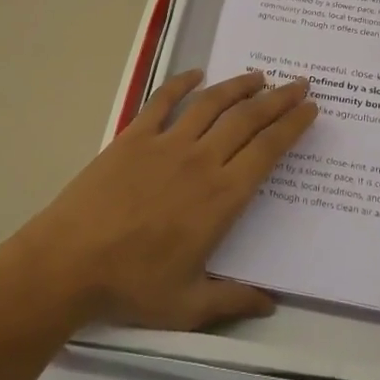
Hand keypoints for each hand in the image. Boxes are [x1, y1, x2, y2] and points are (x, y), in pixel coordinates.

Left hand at [8, 70, 316, 330]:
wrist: (69, 261)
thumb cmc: (131, 285)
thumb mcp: (187, 305)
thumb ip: (232, 300)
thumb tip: (271, 304)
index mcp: (222, 197)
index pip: (268, 151)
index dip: (293, 126)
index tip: (310, 108)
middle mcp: (201, 160)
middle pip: (248, 119)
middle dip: (278, 99)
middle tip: (299, 83)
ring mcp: (166, 143)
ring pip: (212, 103)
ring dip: (239, 85)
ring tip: (259, 76)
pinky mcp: (134, 136)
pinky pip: (163, 100)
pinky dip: (182, 83)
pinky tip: (196, 73)